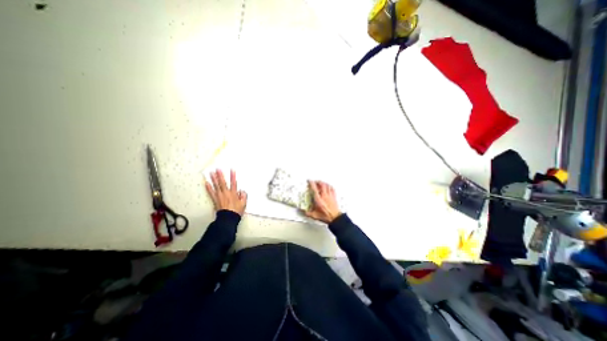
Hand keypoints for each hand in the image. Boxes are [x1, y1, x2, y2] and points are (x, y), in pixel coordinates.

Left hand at [205, 169, 246, 215]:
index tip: (232, 170)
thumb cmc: (236, 211)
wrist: (228, 218)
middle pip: (222, 182)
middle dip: (220, 175)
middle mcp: (226, 193)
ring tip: (211, 173)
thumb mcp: (244, 203)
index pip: (233, 183)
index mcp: (233, 193)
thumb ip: (243, 196)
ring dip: (213, 179)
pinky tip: (206, 183)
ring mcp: (219, 196)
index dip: (233, 176)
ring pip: (216, 186)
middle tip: (217, 169)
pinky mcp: (215, 199)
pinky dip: (208, 187)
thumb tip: (241, 190)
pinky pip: (211, 192)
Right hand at [303, 180, 340, 224]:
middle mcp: (324, 196)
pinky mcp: (334, 196)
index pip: (314, 188)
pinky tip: (328, 186)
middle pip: (321, 184)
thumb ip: (308, 213)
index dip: (311, 183)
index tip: (309, 181)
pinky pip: (332, 188)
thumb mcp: (315, 215)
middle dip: (318, 181)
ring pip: (327, 185)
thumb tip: (304, 211)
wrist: (335, 218)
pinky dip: (329, 186)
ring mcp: (330, 195)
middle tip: (315, 181)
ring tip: (321, 182)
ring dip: (323, 183)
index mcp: (318, 199)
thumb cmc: (326, 216)